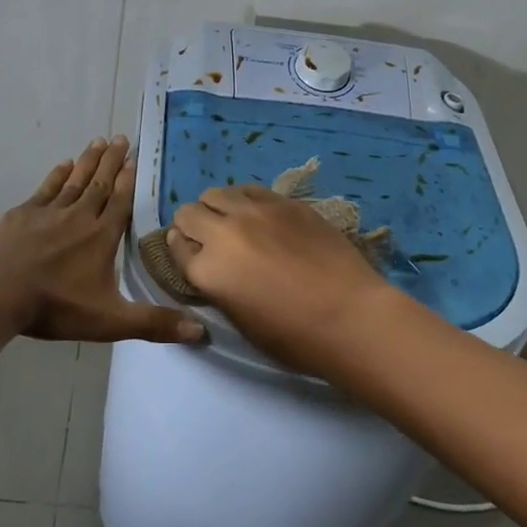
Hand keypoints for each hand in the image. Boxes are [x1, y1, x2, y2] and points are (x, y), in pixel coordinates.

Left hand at [0, 136, 204, 344]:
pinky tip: (63, 164)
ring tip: (99, 141)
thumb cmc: (55, 306)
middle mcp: (79, 217)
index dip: (129, 180)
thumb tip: (201, 331)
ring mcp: (49, 213)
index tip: (135, 157)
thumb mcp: (110, 320)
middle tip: (121, 138)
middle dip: (112, 161)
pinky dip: (57, 175)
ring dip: (88, 161)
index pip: (121, 202)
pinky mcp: (23, 214)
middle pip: (100, 184)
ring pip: (75, 181)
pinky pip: (46, 189)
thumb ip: (153, 323)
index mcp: (102, 237)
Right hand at [167, 185, 405, 371]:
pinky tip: (262, 218)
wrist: (350, 316)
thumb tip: (209, 264)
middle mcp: (224, 232)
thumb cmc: (294, 336)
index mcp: (208, 270)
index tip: (192, 256)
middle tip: (212, 242)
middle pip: (189, 212)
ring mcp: (256, 212)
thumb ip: (216, 285)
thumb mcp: (239, 319)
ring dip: (218, 208)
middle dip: (193, 226)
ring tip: (236, 225)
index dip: (181, 251)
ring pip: (218, 193)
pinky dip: (246, 202)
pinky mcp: (285, 202)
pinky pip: (251, 190)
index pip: (175, 247)